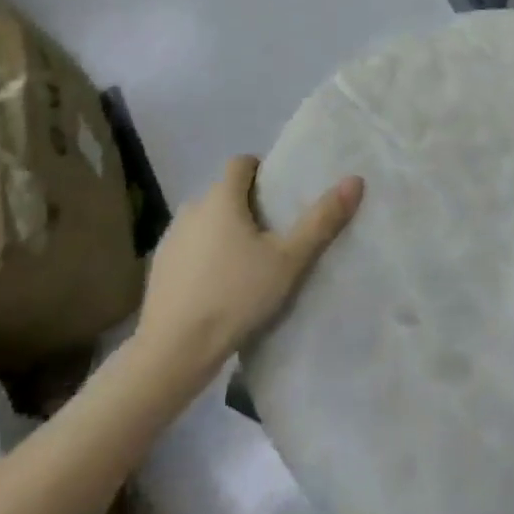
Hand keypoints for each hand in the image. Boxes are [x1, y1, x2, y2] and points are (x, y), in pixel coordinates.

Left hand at [132, 156, 362, 373]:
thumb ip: (321, 220)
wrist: (173, 351)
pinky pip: (189, 248)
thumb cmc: (236, 295)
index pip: (241, 162)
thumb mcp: (289, 260)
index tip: (280, 195)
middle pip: (224, 193)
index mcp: (221, 198)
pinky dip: (205, 255)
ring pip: (205, 221)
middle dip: (247, 205)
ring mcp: (170, 239)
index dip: (262, 171)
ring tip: (248, 261)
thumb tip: (355, 180)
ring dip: (224, 231)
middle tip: (274, 233)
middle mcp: (191, 209)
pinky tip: (219, 286)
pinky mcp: (158, 268)